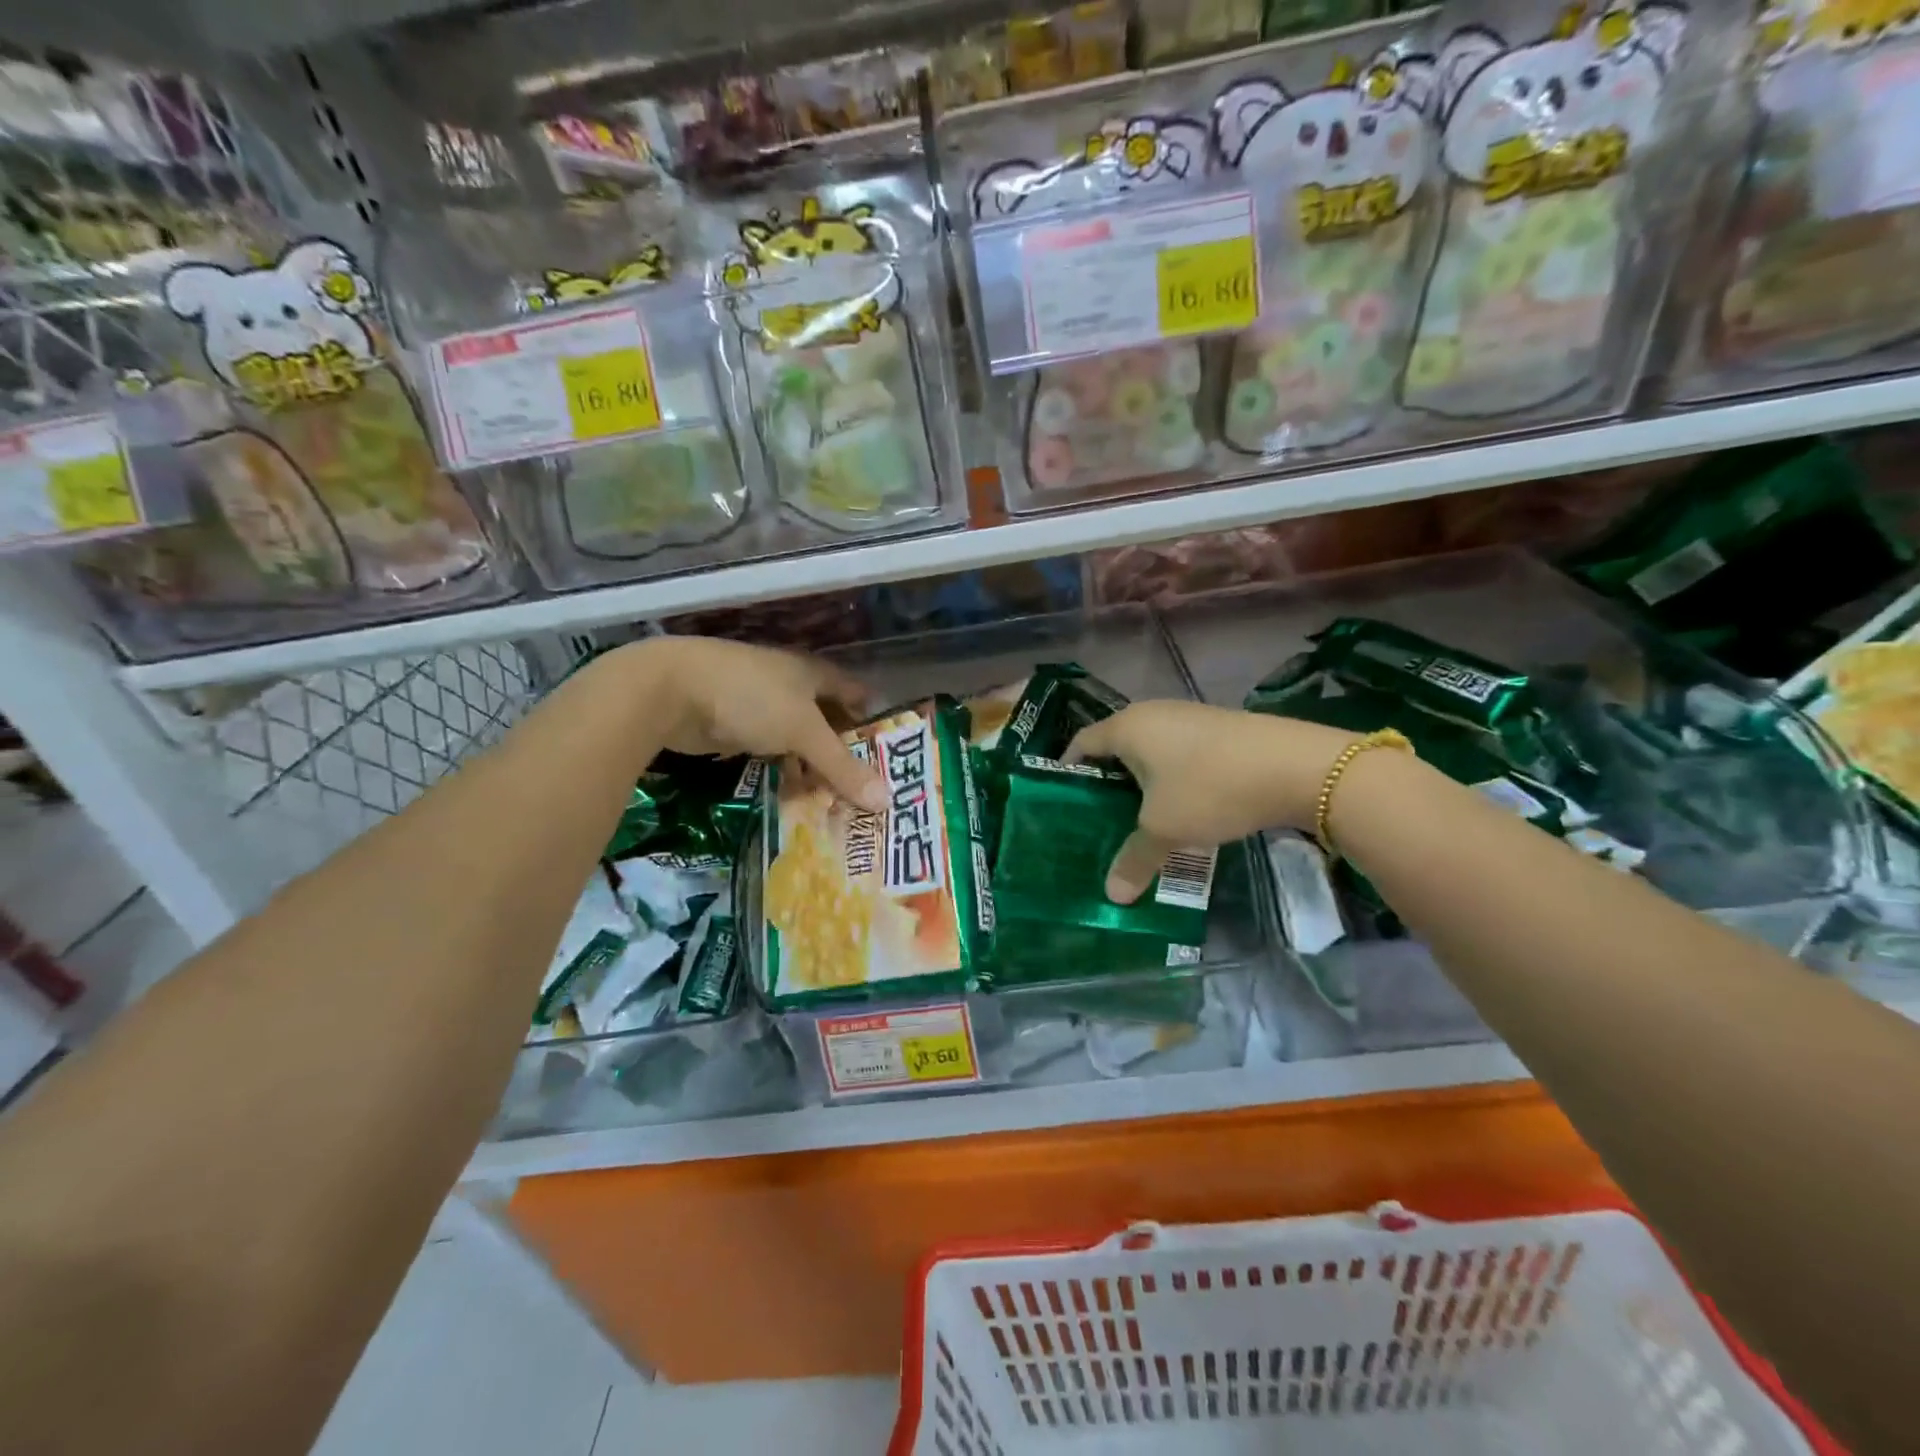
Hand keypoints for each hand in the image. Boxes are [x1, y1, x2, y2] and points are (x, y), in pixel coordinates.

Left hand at [616, 637, 887, 812]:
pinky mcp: (735, 727)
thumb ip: (842, 766)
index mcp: (812, 672)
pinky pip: (772, 751)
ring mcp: (760, 706)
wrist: (669, 691)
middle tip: (867, 786)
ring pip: (798, 738)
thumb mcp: (803, 731)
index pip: (854, 691)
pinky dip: (785, 769)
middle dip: (845, 749)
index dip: (872, 717)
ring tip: (837, 798)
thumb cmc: (750, 697)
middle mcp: (790, 685)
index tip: (890, 750)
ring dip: (814, 765)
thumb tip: (887, 801)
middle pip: (827, 718)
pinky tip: (795, 792)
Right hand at [1064, 701, 1357, 902]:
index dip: (1068, 772)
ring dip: (1141, 782)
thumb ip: (1134, 859)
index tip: (1063, 804)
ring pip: (1150, 751)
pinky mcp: (1219, 729)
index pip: (1081, 743)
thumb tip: (1112, 896)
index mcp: (1127, 727)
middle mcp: (1153, 713)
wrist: (1298, 767)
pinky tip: (1182, 807)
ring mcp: (1189, 717)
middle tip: (1098, 821)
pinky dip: (1171, 778)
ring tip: (1138, 819)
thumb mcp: (1166, 829)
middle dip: (1105, 783)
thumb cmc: (1211, 789)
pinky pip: (1179, 753)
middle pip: (1114, 746)